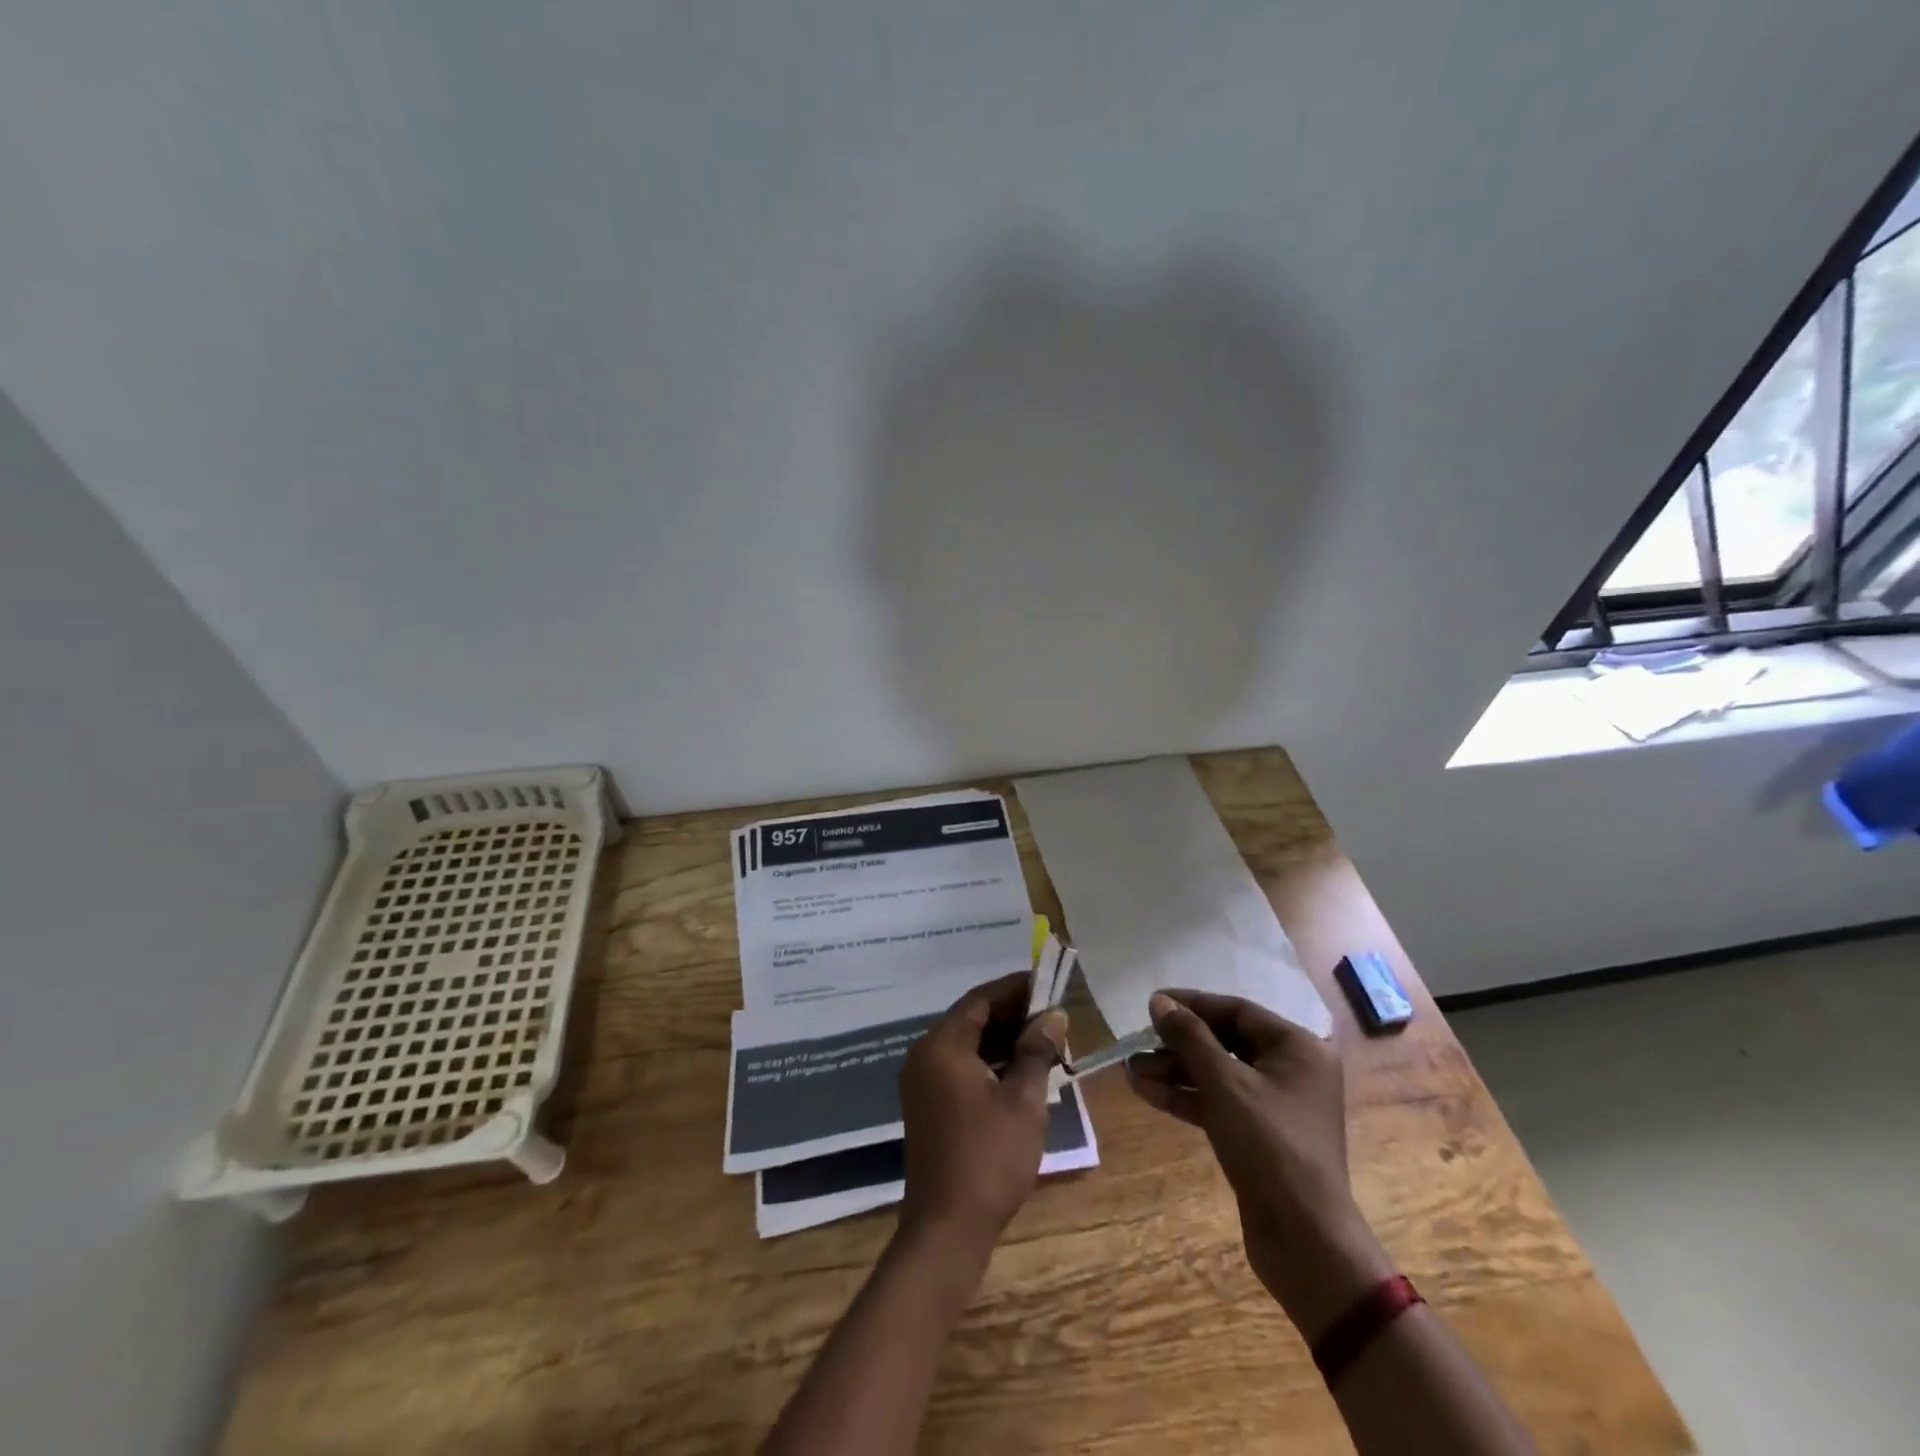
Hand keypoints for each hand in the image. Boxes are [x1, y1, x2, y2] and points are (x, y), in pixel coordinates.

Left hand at [898, 972, 1066, 1255]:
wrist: (947, 1228)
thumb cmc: (989, 1158)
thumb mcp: (1023, 1100)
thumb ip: (1036, 1051)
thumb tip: (1053, 1015)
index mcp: (943, 1045)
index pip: (981, 999)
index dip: (1016, 988)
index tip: (1048, 983)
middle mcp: (926, 1055)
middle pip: (972, 1019)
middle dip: (1013, 1014)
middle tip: (1053, 1015)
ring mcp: (923, 1081)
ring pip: (967, 1044)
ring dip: (1003, 1039)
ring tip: (1045, 1041)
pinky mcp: (928, 1104)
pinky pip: (961, 1067)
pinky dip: (990, 1062)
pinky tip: (1021, 1071)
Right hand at [1127, 989, 1392, 1339]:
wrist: (1305, 1241)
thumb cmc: (1270, 1147)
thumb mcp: (1225, 1084)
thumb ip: (1190, 1037)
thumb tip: (1160, 1001)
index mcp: (1298, 1048)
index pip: (1238, 1011)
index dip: (1193, 1004)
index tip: (1153, 1003)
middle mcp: (1291, 1071)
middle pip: (1226, 1042)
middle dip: (1179, 1043)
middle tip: (1138, 1042)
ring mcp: (1275, 1106)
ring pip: (1218, 1074)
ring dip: (1176, 1071)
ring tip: (1131, 1070)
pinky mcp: (1260, 1137)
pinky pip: (1219, 1103)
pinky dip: (1187, 1097)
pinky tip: (1146, 1092)